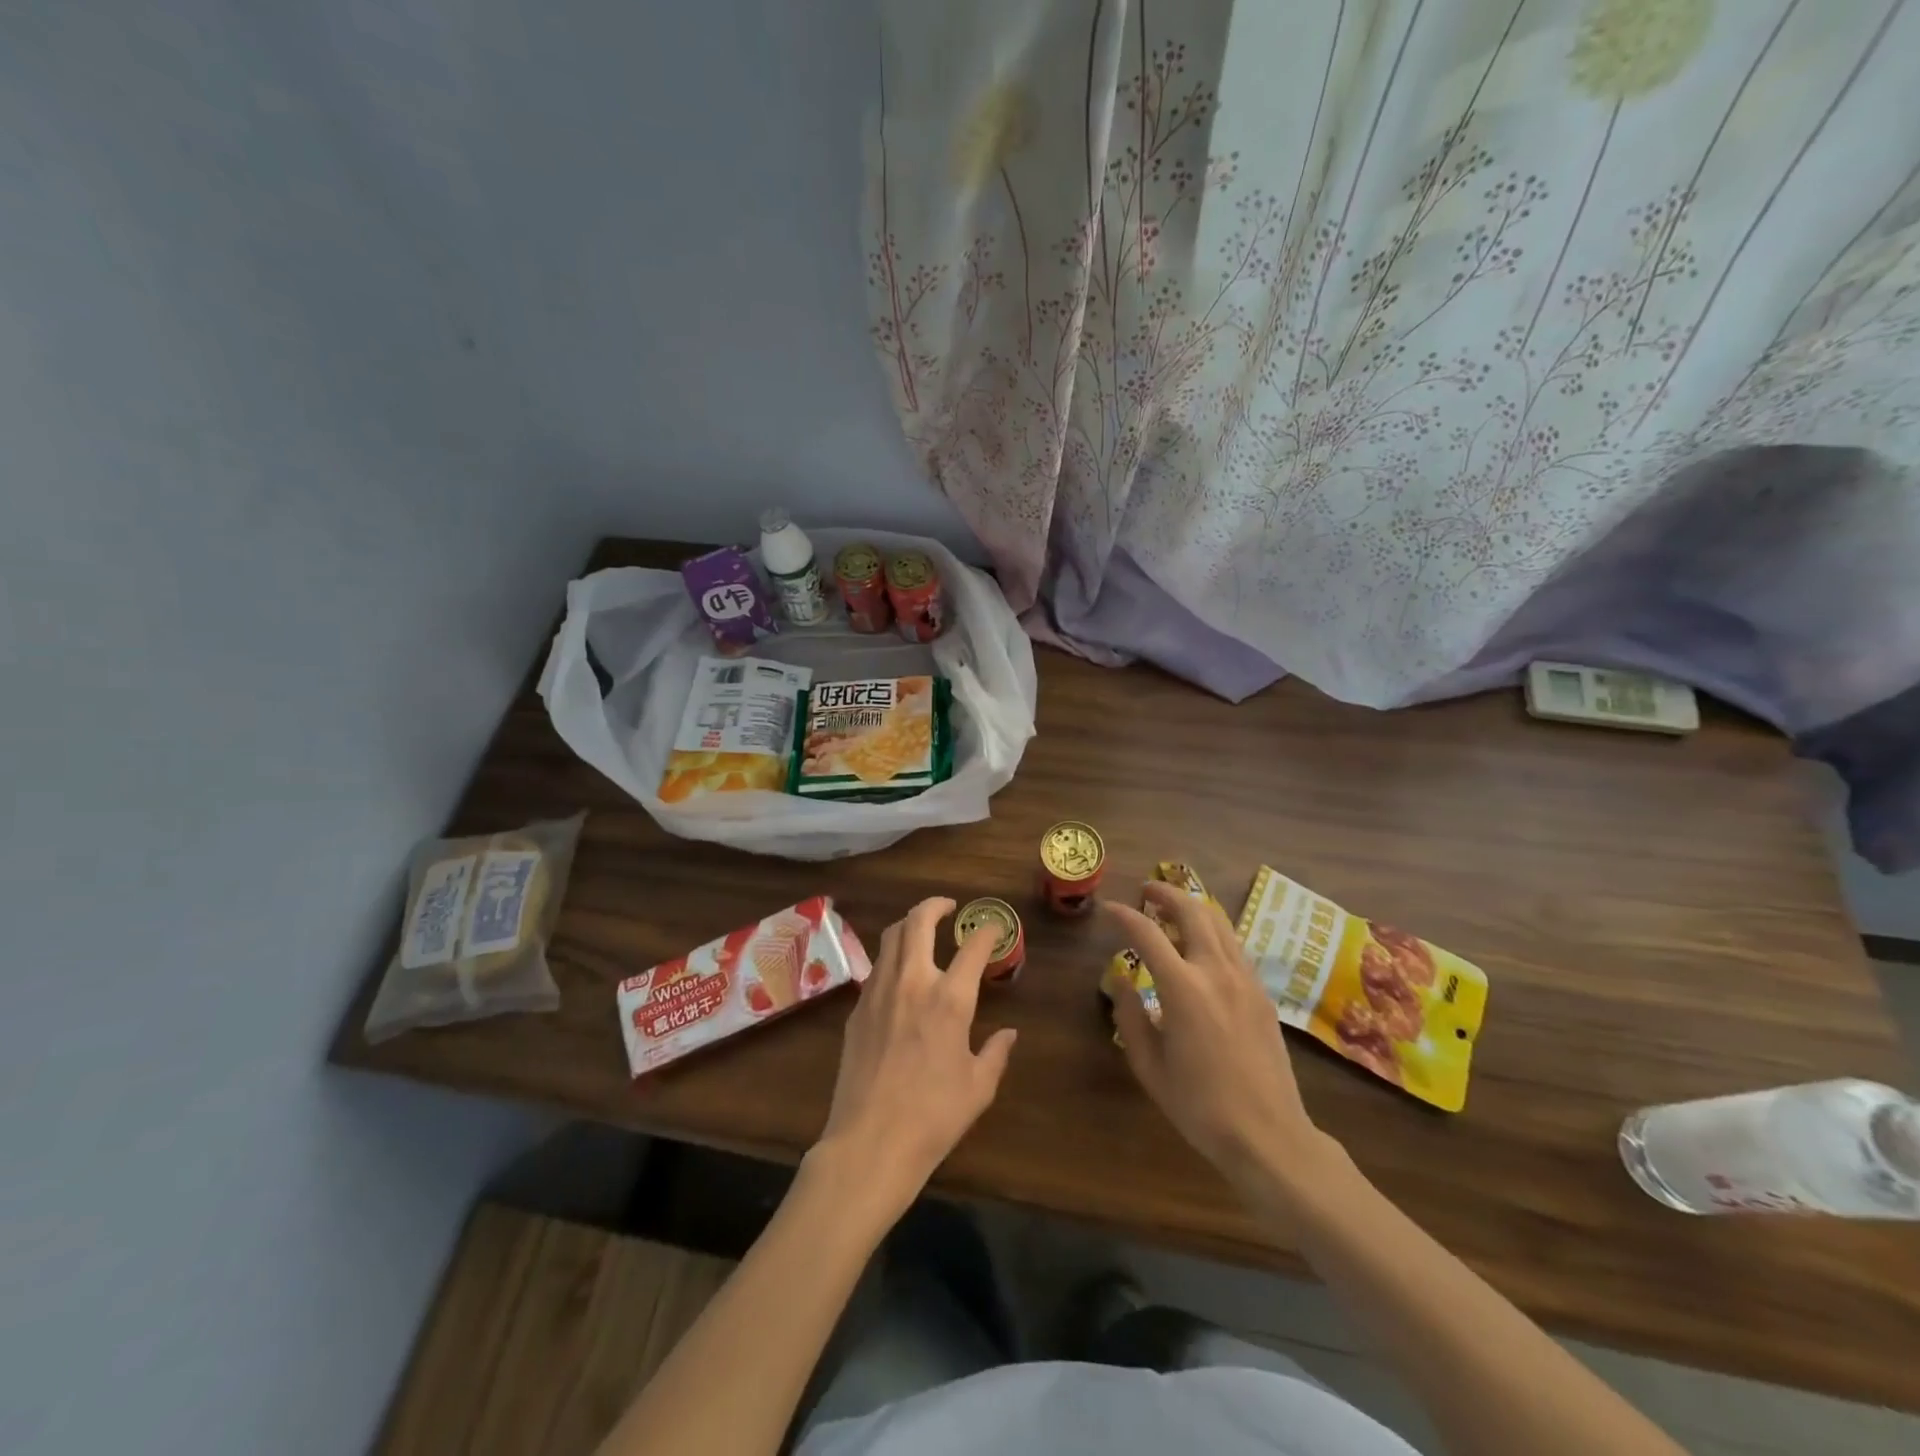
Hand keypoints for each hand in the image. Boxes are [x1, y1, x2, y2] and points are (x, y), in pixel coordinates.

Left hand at [814, 897, 1017, 1219]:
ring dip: (909, 925)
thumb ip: (996, 1053)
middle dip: (935, 905)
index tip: (994, 928)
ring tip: (922, 930)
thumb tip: (1009, 1034)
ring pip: (891, 937)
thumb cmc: (933, 1116)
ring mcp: (878, 992)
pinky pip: (876, 968)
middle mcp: (912, 982)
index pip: (973, 946)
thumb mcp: (978, 1087)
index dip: (987, 931)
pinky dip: (892, 957)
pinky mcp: (857, 1009)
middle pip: (918, 921)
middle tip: (948, 907)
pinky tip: (900, 975)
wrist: (870, 1142)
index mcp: (949, 998)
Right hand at [1104, 882, 1327, 1194]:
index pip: (1148, 934)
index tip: (1109, 909)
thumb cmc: (1200, 1106)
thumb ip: (1130, 1017)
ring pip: (1220, 924)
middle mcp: (1217, 972)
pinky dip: (1214, 932)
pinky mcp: (1263, 994)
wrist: (1269, 1136)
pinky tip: (1203, 946)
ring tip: (1174, 910)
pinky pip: (1235, 947)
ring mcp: (1245, 980)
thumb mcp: (1149, 1066)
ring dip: (1194, 908)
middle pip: (1193, 911)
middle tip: (1147, 890)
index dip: (1124, 916)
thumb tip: (1120, 980)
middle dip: (1167, 894)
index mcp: (1184, 989)